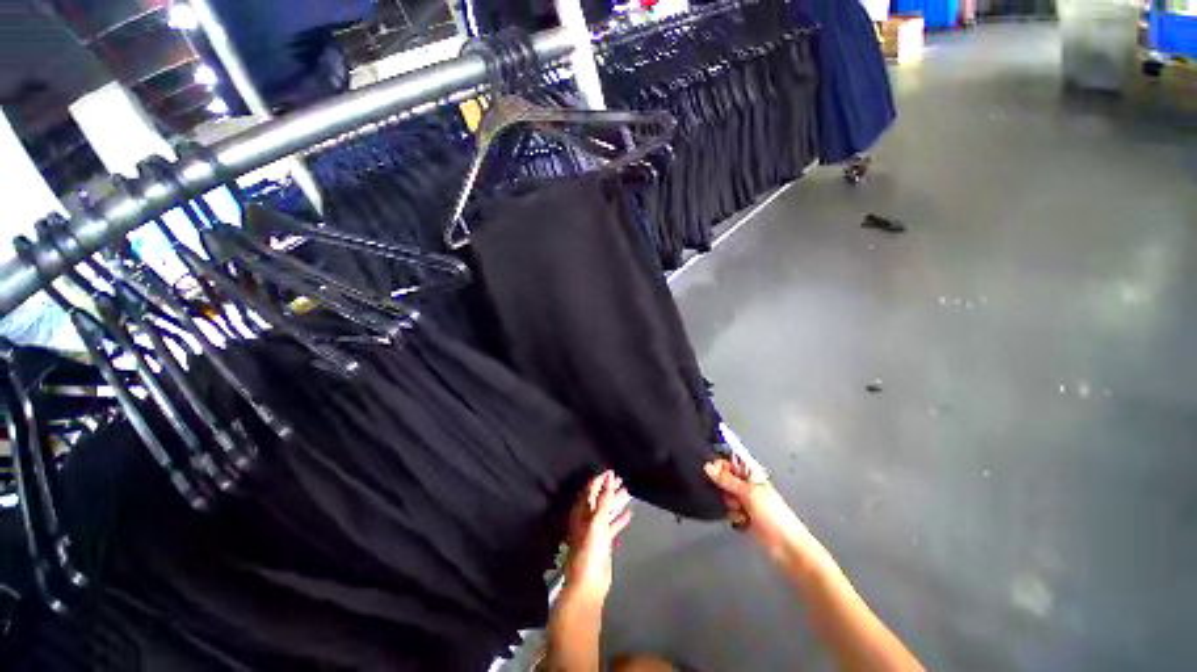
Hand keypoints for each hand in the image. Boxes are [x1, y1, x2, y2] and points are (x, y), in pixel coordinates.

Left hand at [565, 471, 633, 600]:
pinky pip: (612, 525)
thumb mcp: (597, 520)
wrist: (589, 581)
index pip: (590, 489)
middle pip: (599, 498)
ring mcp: (595, 530)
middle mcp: (586, 518)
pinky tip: (629, 513)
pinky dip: (620, 519)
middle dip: (609, 489)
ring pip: (606, 511)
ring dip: (616, 501)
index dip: (600, 479)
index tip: (611, 471)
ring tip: (627, 491)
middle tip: (621, 479)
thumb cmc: (590, 548)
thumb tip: (608, 477)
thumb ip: (604, 498)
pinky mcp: (603, 541)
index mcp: (580, 511)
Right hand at [704, 455, 807, 556]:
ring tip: (735, 508)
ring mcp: (745, 499)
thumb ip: (726, 480)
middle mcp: (746, 483)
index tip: (707, 466)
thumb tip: (706, 466)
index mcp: (751, 472)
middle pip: (725, 476)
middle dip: (720, 483)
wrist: (786, 545)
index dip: (719, 461)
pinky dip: (730, 513)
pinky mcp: (743, 514)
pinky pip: (728, 508)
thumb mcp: (747, 493)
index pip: (731, 458)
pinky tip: (737, 519)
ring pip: (725, 493)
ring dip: (725, 500)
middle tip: (721, 490)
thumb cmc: (771, 513)